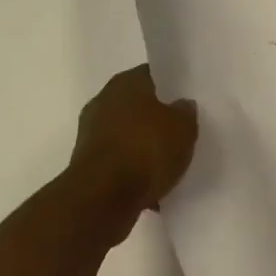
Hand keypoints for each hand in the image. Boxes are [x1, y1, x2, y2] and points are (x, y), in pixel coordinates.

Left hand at [66, 64, 198, 226]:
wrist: (102, 200)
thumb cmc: (145, 151)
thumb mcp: (183, 127)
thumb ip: (186, 112)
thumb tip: (182, 105)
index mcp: (125, 83)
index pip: (153, 75)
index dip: (172, 87)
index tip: (188, 100)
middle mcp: (103, 102)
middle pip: (139, 106)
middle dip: (157, 119)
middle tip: (182, 132)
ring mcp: (91, 134)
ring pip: (128, 136)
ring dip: (144, 147)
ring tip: (169, 163)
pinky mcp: (87, 166)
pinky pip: (119, 162)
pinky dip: (133, 171)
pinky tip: (153, 187)